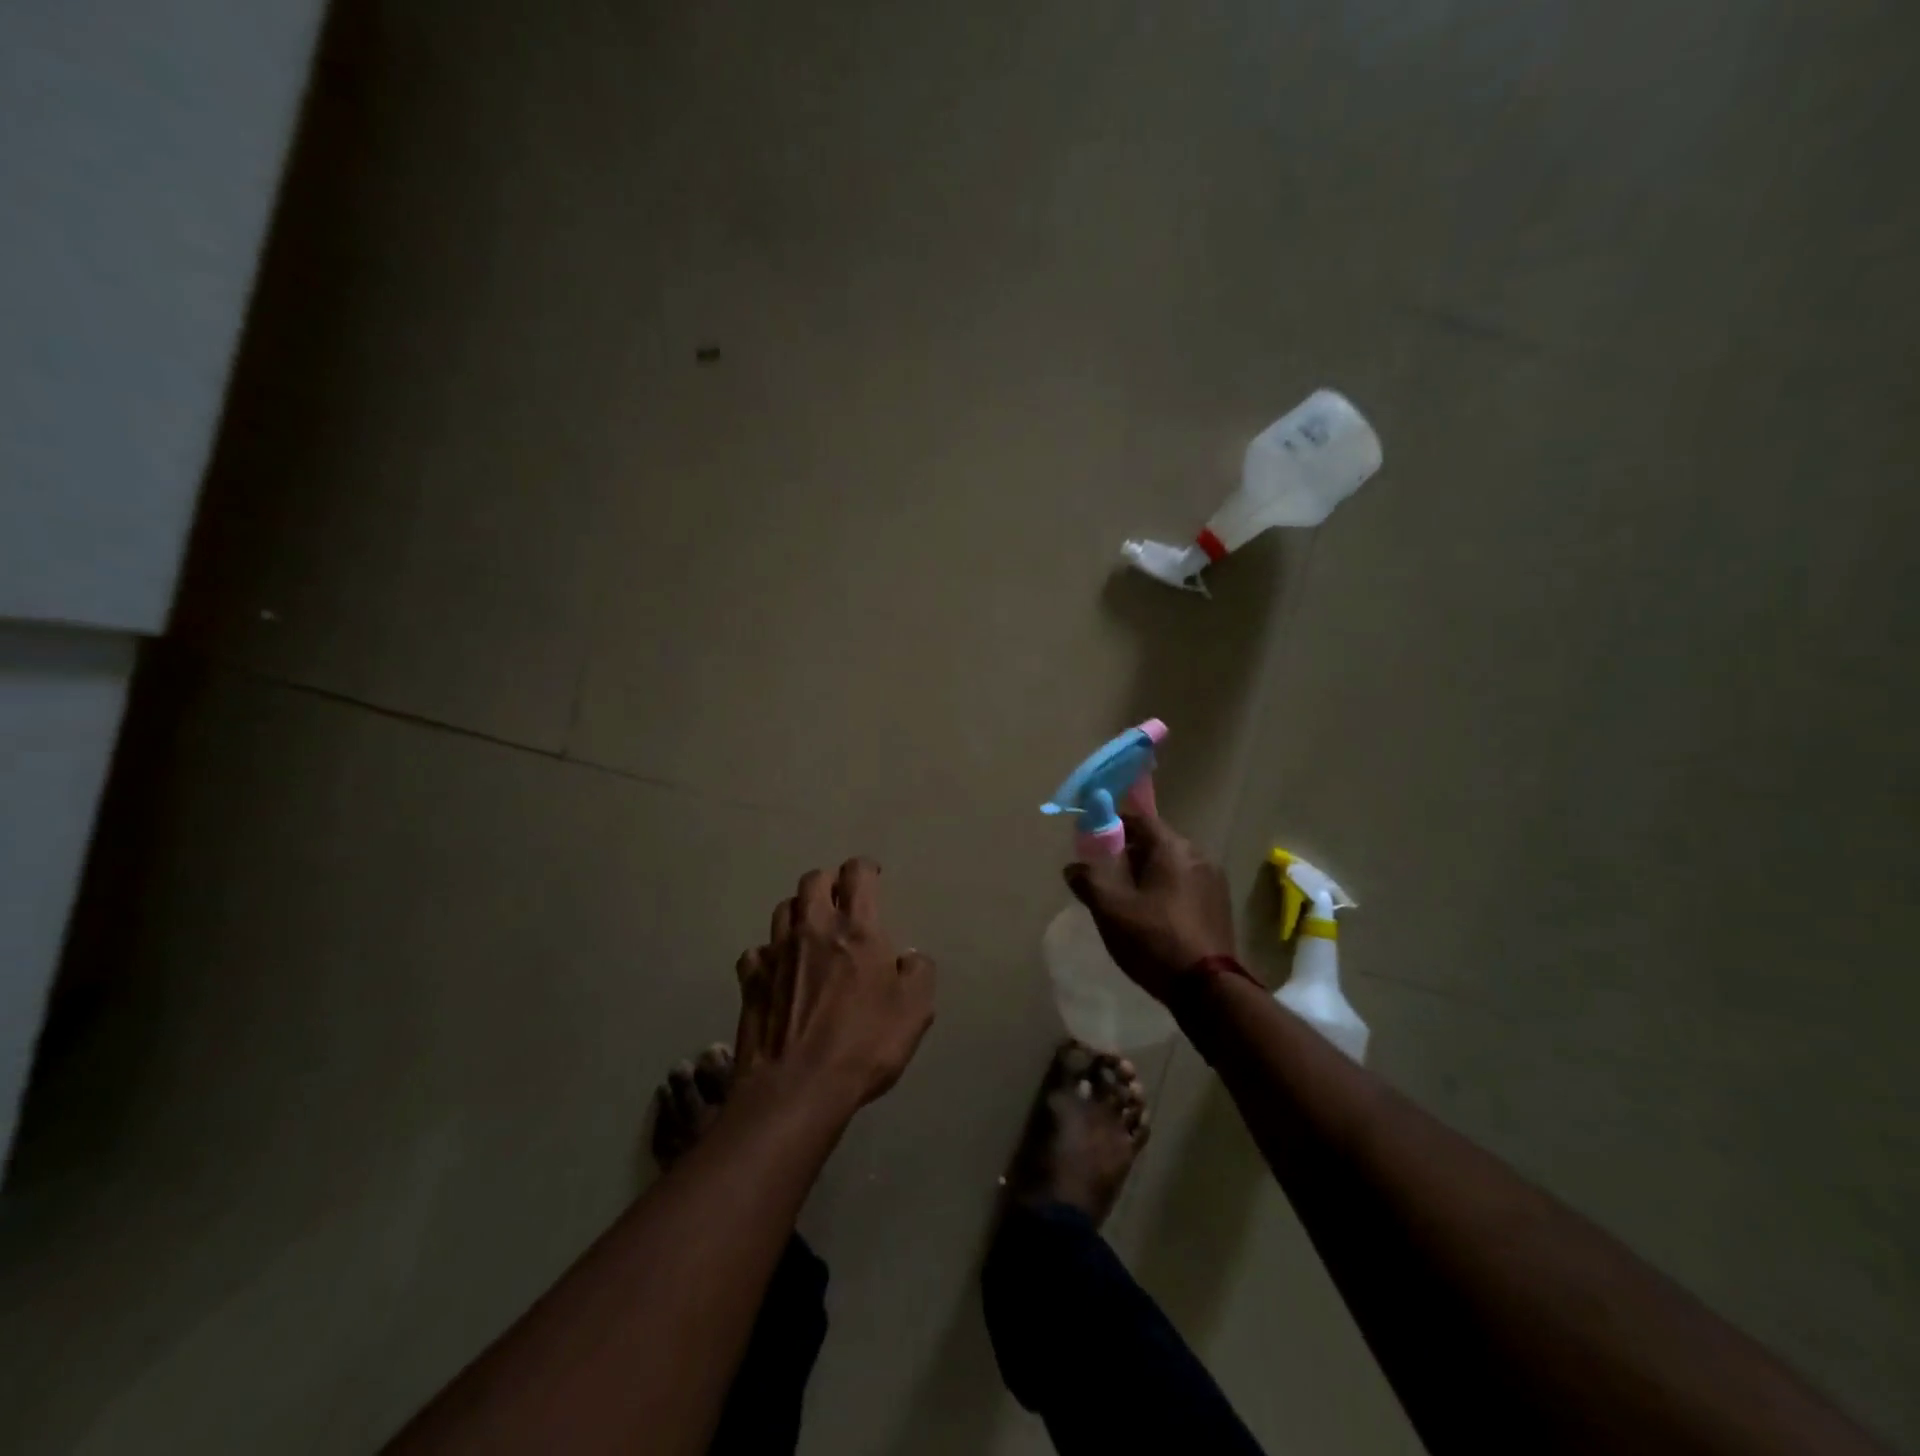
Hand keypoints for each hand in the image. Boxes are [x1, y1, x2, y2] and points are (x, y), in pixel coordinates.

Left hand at [734, 858, 935, 1110]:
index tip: (873, 876)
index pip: (857, 874)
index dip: (866, 868)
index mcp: (857, 929)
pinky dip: (769, 954)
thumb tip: (909, 957)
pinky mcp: (751, 980)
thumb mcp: (915, 1009)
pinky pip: (757, 952)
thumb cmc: (865, 1044)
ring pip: (783, 909)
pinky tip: (778, 970)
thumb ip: (919, 972)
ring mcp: (777, 953)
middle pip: (813, 881)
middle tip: (841, 900)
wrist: (798, 1088)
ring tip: (810, 929)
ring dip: (799, 911)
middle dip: (829, 882)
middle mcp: (813, 929)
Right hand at [1063, 812, 1236, 1000]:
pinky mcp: (1220, 906)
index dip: (1114, 826)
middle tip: (1107, 874)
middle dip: (1130, 853)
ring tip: (1128, 899)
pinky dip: (1167, 890)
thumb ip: (1088, 881)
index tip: (1094, 841)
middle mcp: (1198, 855)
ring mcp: (1214, 881)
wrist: (1208, 989)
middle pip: (1157, 842)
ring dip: (1149, 874)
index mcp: (1172, 848)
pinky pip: (1186, 885)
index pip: (1139, 819)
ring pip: (1172, 866)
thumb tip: (1073, 868)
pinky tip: (1154, 916)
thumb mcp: (1110, 909)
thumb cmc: (1154, 939)